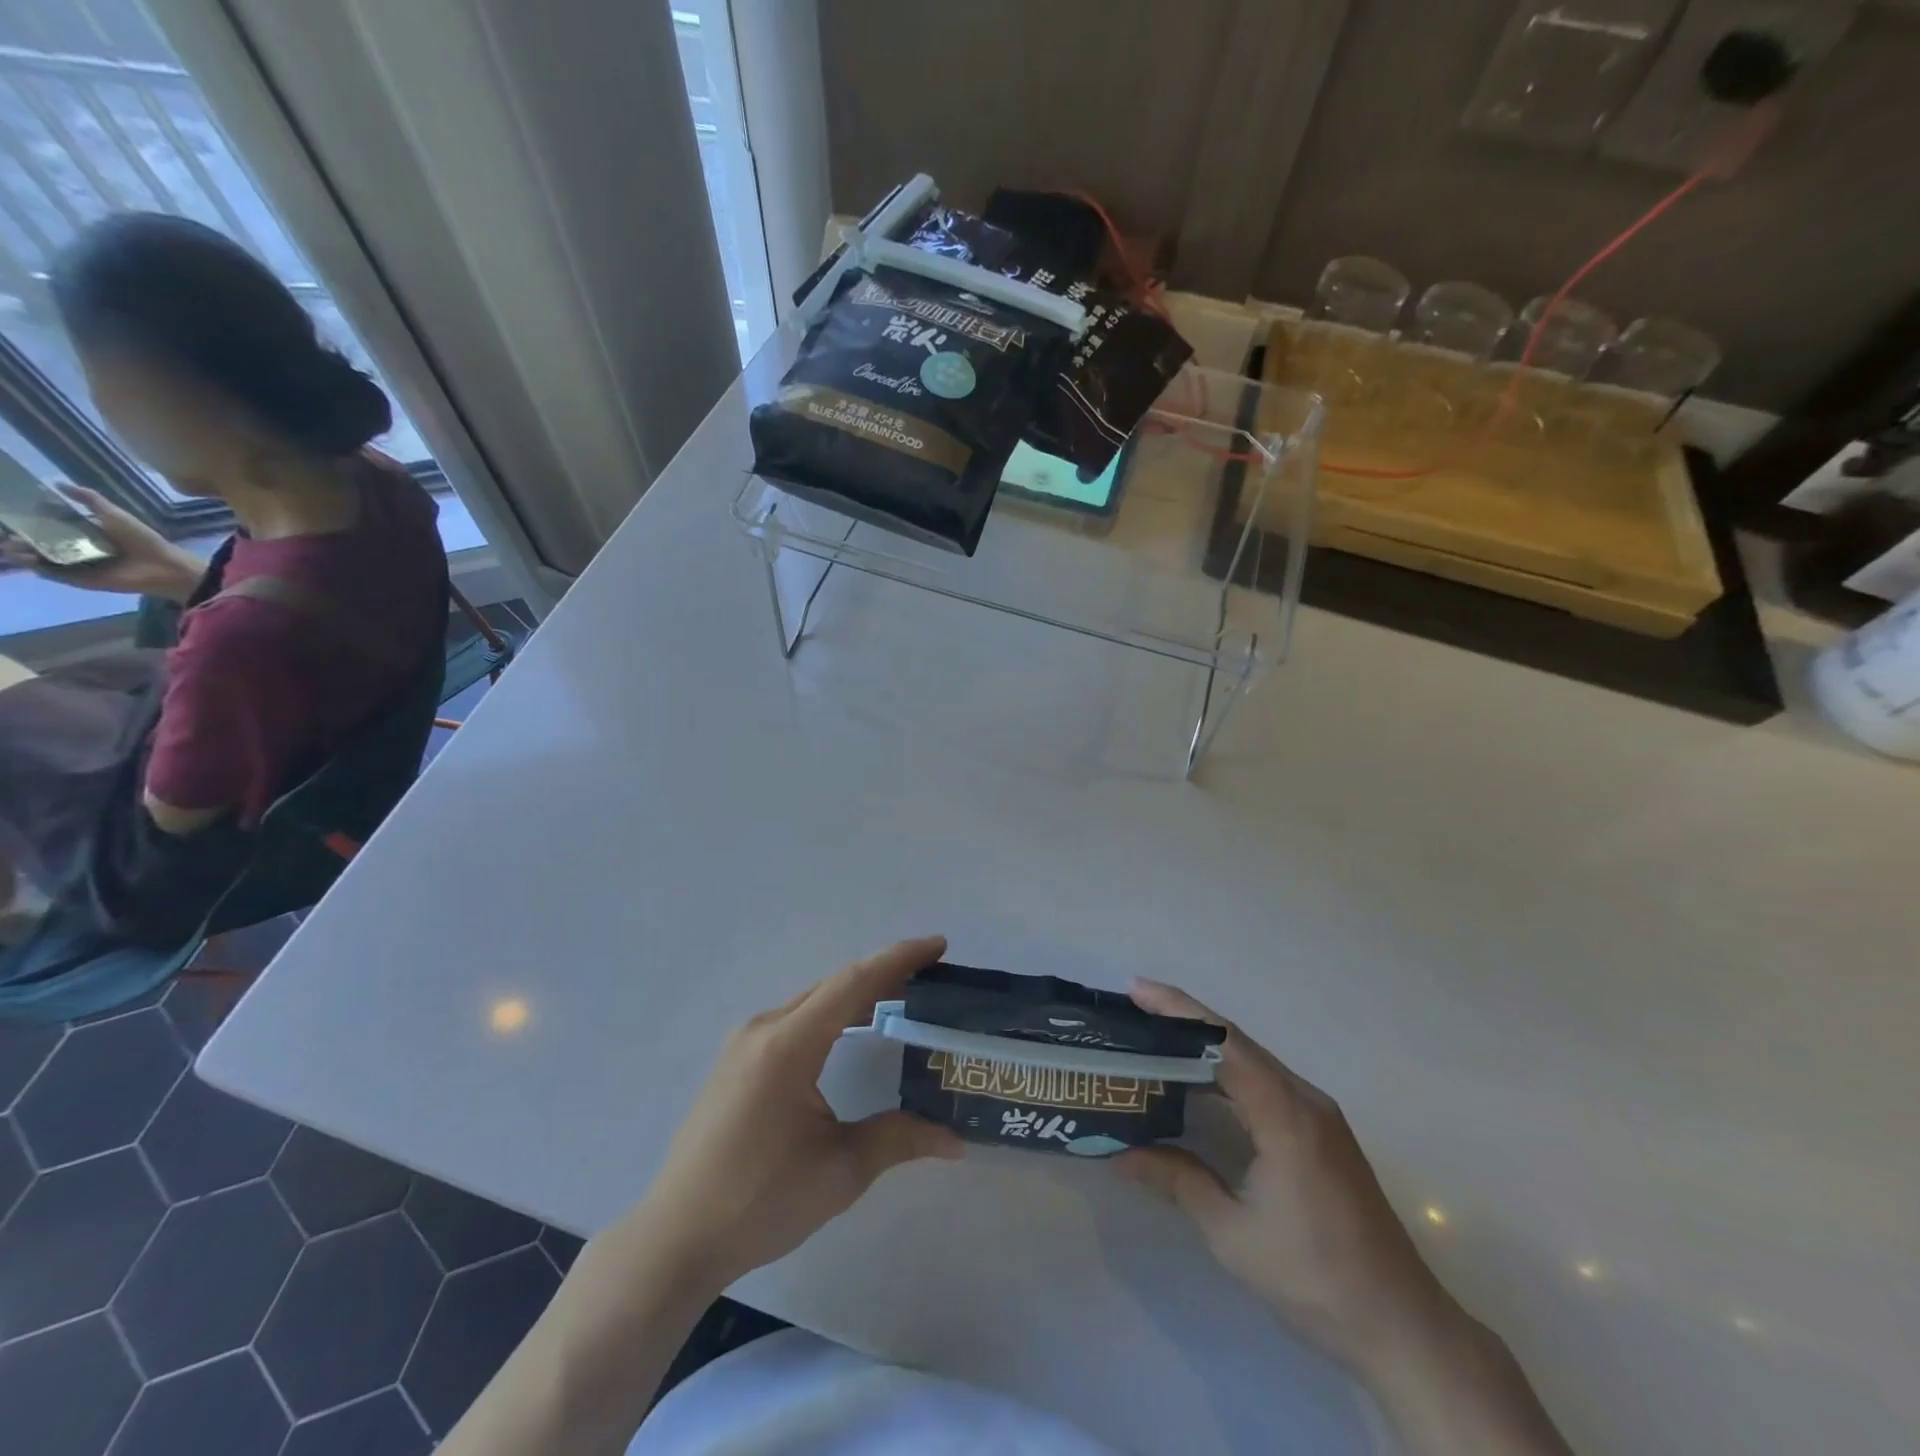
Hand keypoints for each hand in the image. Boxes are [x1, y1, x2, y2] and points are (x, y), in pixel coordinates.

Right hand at [1, 485, 202, 599]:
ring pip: (41, 558)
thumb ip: (90, 499)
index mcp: (84, 533)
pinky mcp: (81, 580)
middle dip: (18, 537)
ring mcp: (78, 565)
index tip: (8, 512)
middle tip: (5, 531)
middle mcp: (77, 549)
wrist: (164, 566)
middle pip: (39, 542)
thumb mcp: (114, 514)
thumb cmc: (142, 539)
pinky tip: (25, 558)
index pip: (47, 525)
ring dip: (21, 552)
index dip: (27, 520)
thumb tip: (58, 483)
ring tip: (8, 545)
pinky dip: (38, 567)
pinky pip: (54, 574)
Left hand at [633, 936, 962, 1291]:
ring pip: (813, 1000)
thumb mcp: (840, 1172)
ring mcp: (745, 1042)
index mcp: (788, 1046)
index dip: (899, 960)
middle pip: (834, 985)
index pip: (854, 983)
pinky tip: (851, 1031)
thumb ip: (899, 1140)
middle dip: (884, 974)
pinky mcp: (736, 1059)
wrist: (676, 1237)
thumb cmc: (760, 1203)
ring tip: (900, 999)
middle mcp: (764, 1029)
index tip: (938, 945)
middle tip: (930, 977)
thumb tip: (956, 1139)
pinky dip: (831, 1013)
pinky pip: (794, 1018)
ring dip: (857, 994)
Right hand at [1118, 982, 1569, 1455]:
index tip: (1135, 990)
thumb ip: (1177, 1180)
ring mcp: (1318, 1114)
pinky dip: (1225, 1069)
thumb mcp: (1232, 1233)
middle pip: (1236, 1041)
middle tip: (1132, 1008)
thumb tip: (1118, 1153)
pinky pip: (1265, 1081)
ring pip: (1251, 1059)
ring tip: (1153, 1036)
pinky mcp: (1321, 1132)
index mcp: (1285, 1114)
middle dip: (1183, 1018)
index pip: (1223, 1042)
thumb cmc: (1315, 1279)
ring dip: (1203, 1043)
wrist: (1403, 1328)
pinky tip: (1198, 1081)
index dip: (1177, 1009)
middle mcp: (1305, 1099)